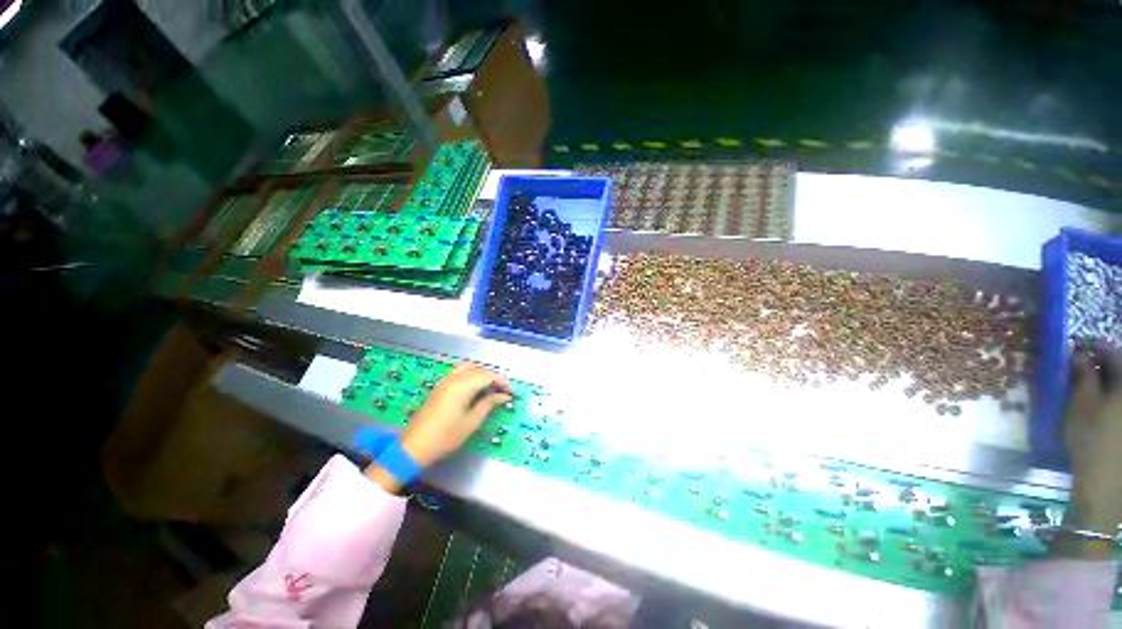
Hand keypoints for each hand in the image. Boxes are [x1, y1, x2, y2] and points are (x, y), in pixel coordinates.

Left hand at [365, 363, 511, 489]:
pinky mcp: (439, 387)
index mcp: (462, 386)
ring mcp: (444, 381)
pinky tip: (475, 389)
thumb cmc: (446, 436)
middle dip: (493, 377)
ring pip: (468, 368)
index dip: (502, 382)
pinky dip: (470, 376)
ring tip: (490, 388)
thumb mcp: (472, 422)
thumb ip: (489, 404)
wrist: (414, 447)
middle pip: (478, 369)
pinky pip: (459, 373)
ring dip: (481, 374)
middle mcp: (453, 378)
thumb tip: (504, 396)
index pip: (488, 375)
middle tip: (502, 391)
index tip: (511, 393)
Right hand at [1056, 343, 1121, 554]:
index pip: (1111, 352)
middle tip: (1084, 368)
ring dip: (1109, 384)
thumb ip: (1082, 376)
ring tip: (1094, 388)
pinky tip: (1104, 408)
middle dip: (1104, 366)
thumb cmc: (1092, 441)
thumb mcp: (1080, 406)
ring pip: (1119, 389)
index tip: (1076, 350)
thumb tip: (1078, 354)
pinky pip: (1118, 405)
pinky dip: (1113, 400)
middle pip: (1120, 369)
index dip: (1093, 348)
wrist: (1107, 485)